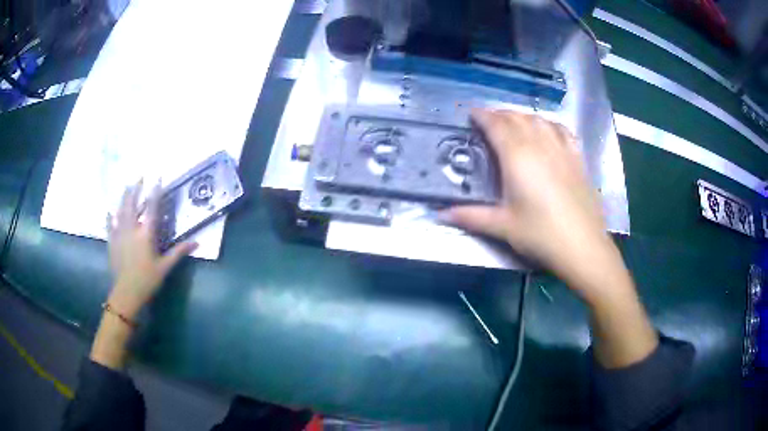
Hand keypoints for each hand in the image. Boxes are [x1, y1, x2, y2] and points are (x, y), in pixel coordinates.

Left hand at [106, 180, 196, 318]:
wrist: (126, 293)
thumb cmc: (147, 280)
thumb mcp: (165, 267)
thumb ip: (178, 252)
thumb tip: (197, 242)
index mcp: (146, 234)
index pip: (152, 208)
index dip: (155, 192)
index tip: (158, 178)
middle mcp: (131, 229)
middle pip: (132, 203)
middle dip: (136, 189)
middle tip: (139, 177)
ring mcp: (119, 234)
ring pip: (120, 210)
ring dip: (124, 197)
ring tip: (127, 187)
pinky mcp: (112, 241)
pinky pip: (110, 225)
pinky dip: (110, 217)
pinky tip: (109, 211)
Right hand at [446, 109, 613, 299]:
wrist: (582, 246)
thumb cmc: (540, 234)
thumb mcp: (503, 226)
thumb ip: (471, 216)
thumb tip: (441, 215)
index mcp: (517, 157)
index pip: (497, 125)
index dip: (483, 116)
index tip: (472, 113)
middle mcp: (539, 145)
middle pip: (517, 118)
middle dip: (500, 114)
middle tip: (488, 120)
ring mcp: (561, 150)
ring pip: (539, 120)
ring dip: (523, 116)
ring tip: (514, 122)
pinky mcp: (577, 159)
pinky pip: (563, 131)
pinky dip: (550, 124)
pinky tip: (548, 129)